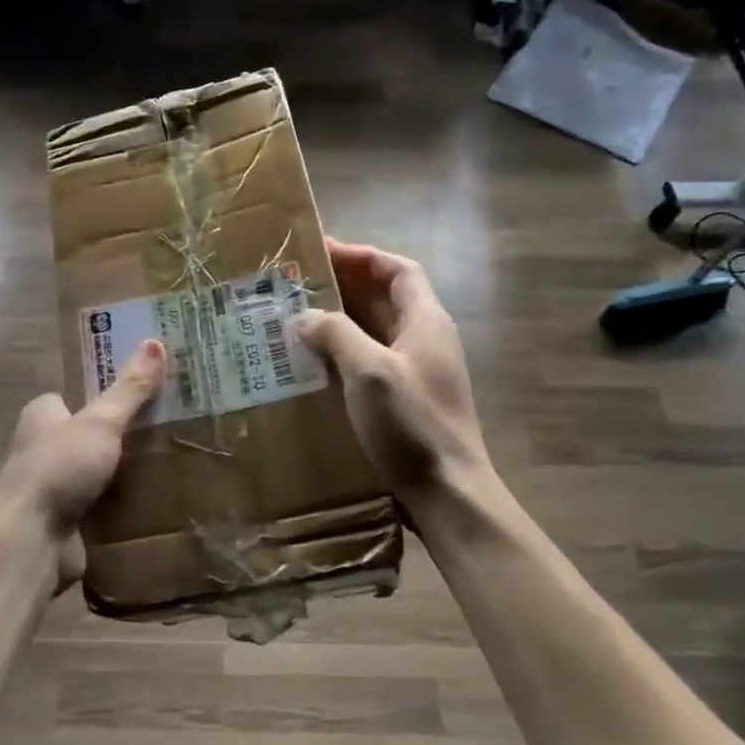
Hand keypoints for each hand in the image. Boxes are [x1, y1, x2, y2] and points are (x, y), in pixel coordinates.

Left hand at [0, 339, 167, 590]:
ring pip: (100, 471)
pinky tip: (159, 499)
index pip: (75, 394)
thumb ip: (129, 388)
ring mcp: (55, 487)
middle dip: (124, 433)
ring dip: (128, 471)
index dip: (106, 390)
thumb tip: (155, 341)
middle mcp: (43, 448)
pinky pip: (104, 506)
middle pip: (91, 433)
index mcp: (42, 415)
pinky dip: (125, 505)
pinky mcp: (67, 522)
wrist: (31, 542)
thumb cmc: (59, 467)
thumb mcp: (100, 421)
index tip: (145, 388)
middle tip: (170, 424)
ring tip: (174, 459)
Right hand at [295, 238, 491, 501]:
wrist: (448, 493)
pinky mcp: (405, 398)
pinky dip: (343, 351)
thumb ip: (336, 334)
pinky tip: (313, 362)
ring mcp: (417, 370)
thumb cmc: (412, 424)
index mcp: (426, 321)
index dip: (364, 256)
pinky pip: (370, 359)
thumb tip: (304, 316)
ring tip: (296, 316)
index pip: (398, 270)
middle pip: (385, 297)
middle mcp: (425, 339)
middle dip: (344, 284)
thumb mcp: (369, 371)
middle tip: (299, 283)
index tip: (324, 251)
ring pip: (375, 329)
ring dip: (340, 319)